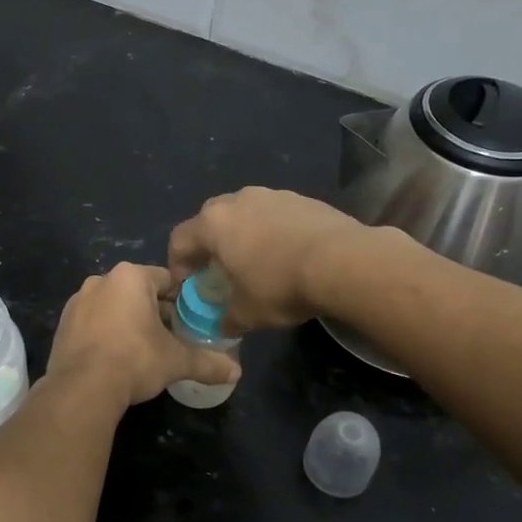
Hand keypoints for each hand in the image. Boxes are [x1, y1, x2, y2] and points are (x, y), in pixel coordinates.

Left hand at [44, 263, 239, 408]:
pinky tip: (115, 357)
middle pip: (138, 291)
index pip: (166, 279)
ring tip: (143, 350)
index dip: (182, 300)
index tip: (191, 321)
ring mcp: (78, 300)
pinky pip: (93, 321)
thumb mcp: (176, 361)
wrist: (81, 388)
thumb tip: (237, 372)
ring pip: (114, 305)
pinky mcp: (63, 323)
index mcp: (131, 276)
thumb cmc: (134, 360)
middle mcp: (102, 279)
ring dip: (128, 321)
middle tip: (171, 338)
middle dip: (155, 311)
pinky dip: (106, 332)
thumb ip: (207, 363)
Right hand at [168, 187, 372, 331]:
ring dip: (243, 235)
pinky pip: (275, 215)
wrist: (343, 262)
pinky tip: (288, 255)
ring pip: (245, 213)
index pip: (179, 239)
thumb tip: (222, 326)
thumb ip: (226, 319)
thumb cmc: (281, 285)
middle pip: (210, 220)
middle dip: (210, 245)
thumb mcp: (247, 314)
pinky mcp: (301, 198)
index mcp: (213, 224)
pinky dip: (273, 231)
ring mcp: (271, 195)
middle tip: (219, 270)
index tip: (187, 285)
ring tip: (257, 261)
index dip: (178, 264)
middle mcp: (237, 201)